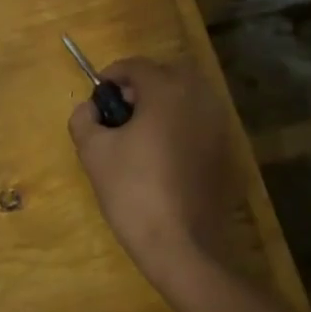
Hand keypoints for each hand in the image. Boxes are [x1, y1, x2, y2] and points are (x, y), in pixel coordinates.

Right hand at [67, 57, 237, 288]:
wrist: (181, 246)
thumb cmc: (133, 191)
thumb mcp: (93, 152)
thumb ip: (84, 119)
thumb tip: (90, 108)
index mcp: (167, 91)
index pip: (136, 66)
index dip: (112, 75)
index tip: (98, 95)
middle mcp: (198, 98)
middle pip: (166, 75)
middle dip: (141, 86)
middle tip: (119, 111)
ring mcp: (218, 125)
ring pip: (187, 97)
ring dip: (163, 104)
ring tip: (140, 132)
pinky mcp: (226, 152)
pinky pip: (199, 122)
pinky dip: (180, 125)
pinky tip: (163, 154)